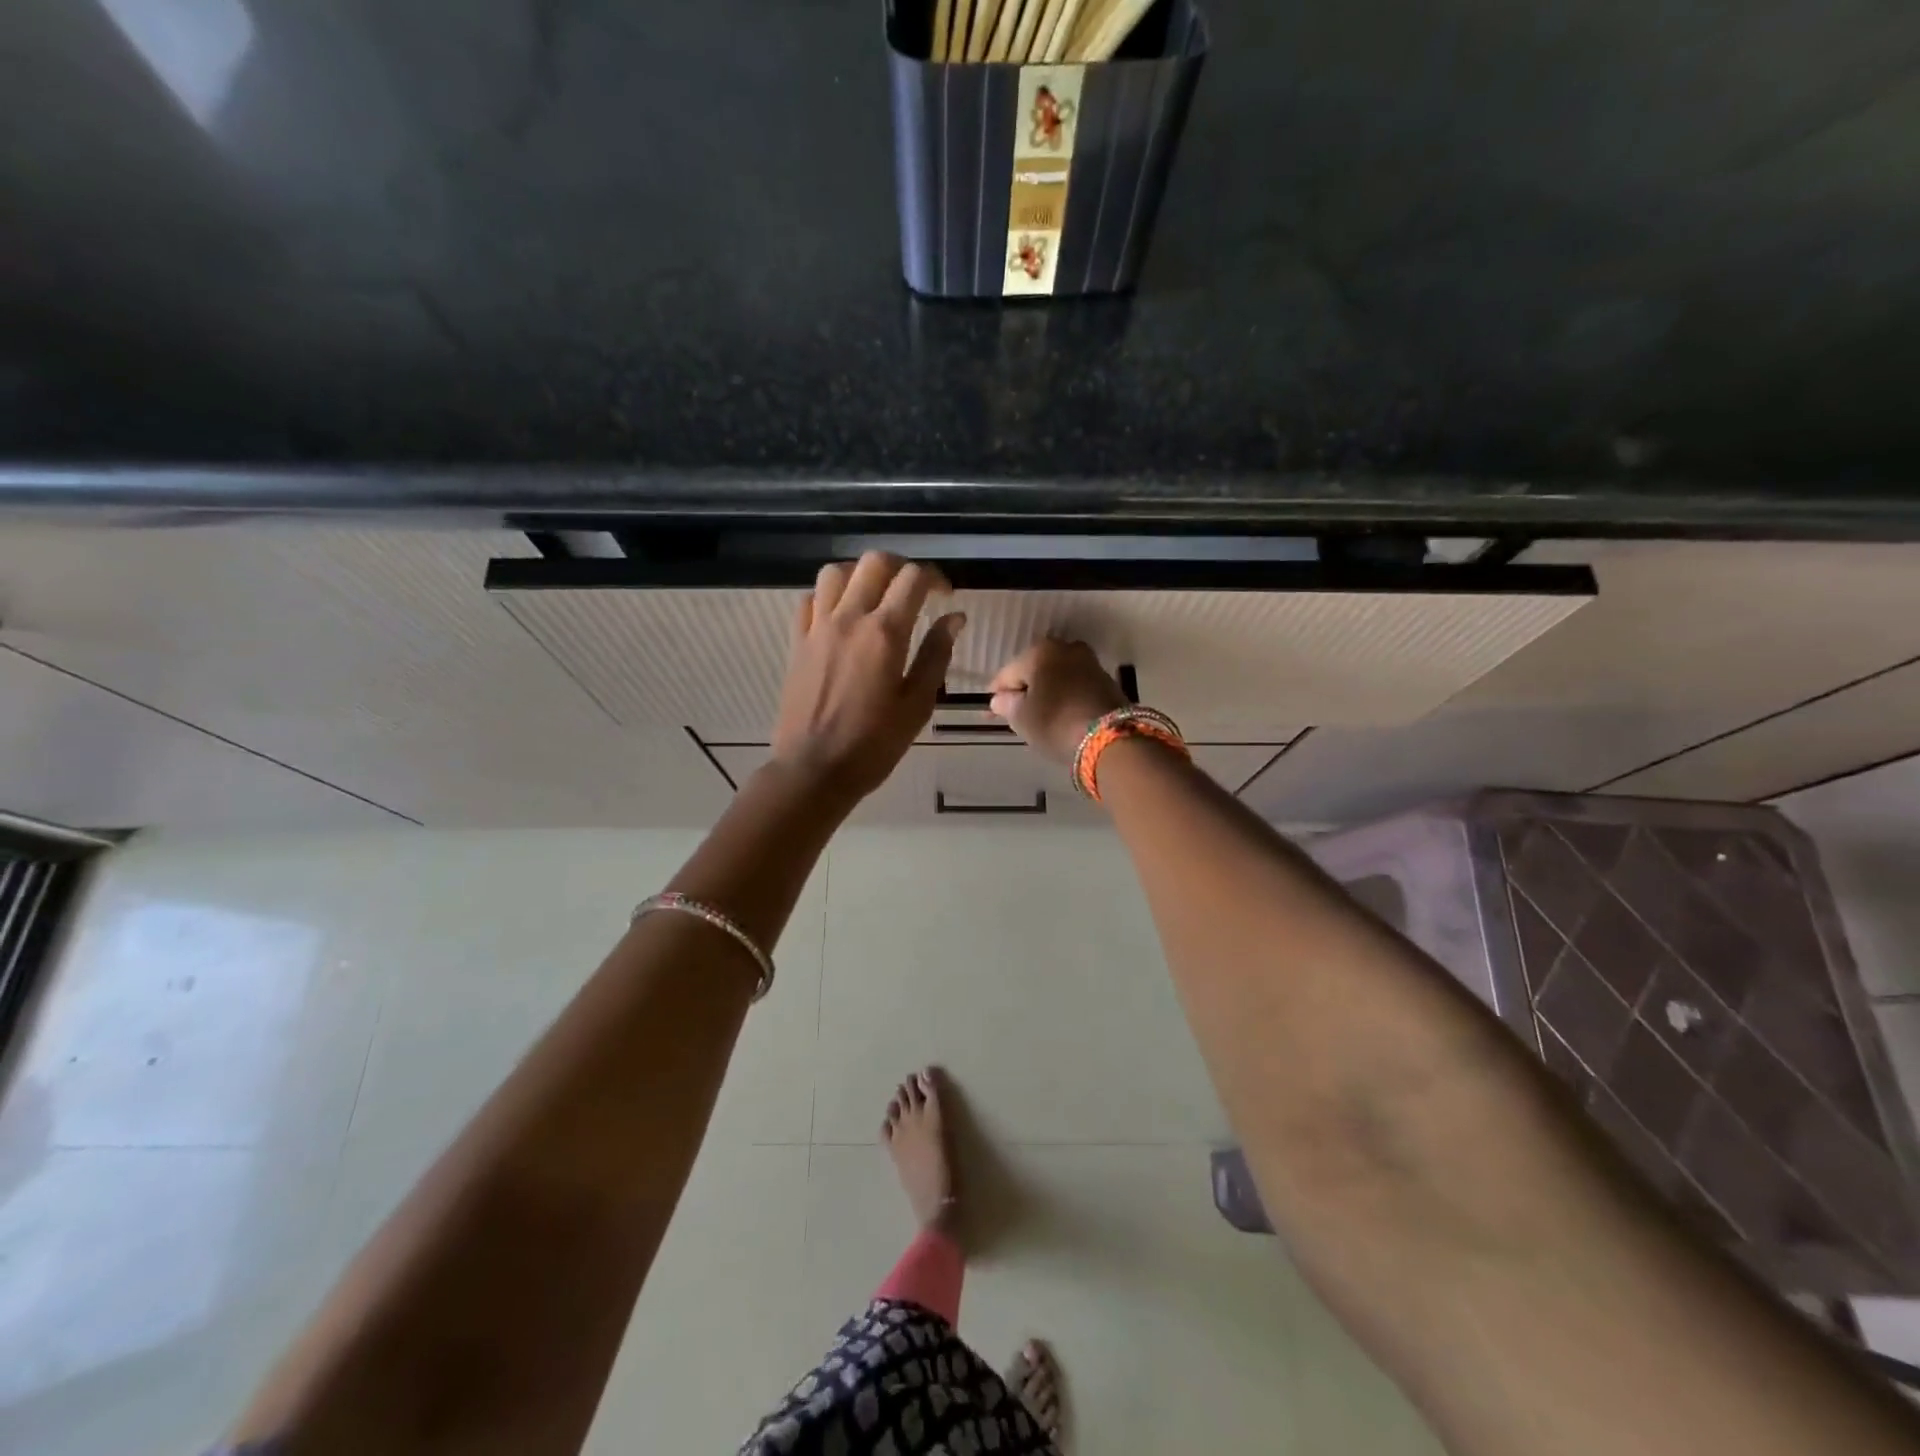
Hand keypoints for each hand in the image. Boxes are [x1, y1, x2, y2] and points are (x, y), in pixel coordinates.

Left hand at [771, 553, 965, 801]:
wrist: (814, 769)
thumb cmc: (874, 744)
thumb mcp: (917, 705)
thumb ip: (936, 655)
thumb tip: (954, 617)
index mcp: (885, 633)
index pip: (913, 578)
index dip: (935, 578)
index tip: (945, 595)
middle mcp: (849, 619)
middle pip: (874, 562)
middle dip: (900, 567)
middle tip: (913, 591)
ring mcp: (818, 628)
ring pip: (836, 572)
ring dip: (860, 575)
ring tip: (875, 597)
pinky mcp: (797, 642)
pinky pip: (809, 599)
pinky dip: (828, 596)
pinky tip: (841, 616)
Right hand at [989, 639, 1128, 764]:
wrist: (1110, 738)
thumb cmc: (1055, 723)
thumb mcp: (1021, 718)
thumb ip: (1006, 705)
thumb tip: (1001, 699)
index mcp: (1040, 652)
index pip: (1008, 673)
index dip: (996, 694)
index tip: (988, 712)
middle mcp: (1066, 649)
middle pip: (1034, 671)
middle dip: (1023, 690)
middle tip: (1012, 714)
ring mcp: (1089, 663)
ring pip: (1056, 677)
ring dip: (1045, 693)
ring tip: (1036, 716)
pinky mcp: (1106, 681)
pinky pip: (1074, 686)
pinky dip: (1063, 697)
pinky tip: (1058, 714)